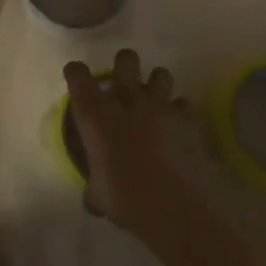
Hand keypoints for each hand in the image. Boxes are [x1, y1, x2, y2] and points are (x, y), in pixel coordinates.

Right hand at [64, 50, 230, 232]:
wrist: (178, 207)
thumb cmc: (128, 199)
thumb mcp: (100, 197)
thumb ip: (94, 187)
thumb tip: (93, 197)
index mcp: (95, 113)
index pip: (77, 73)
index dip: (76, 75)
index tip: (79, 85)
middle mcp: (126, 99)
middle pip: (125, 59)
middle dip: (125, 66)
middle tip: (124, 87)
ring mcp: (160, 105)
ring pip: (161, 73)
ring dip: (157, 86)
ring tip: (155, 104)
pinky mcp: (188, 119)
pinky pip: (184, 105)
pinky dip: (181, 114)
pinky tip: (180, 129)